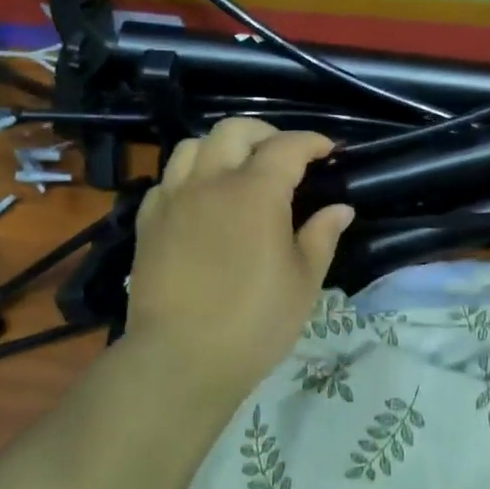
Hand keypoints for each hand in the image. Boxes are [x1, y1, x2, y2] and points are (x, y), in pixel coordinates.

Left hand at [125, 119, 354, 407]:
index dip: (312, 142)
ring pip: (193, 146)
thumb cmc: (256, 321)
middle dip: (265, 134)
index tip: (328, 152)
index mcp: (256, 191)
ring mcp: (174, 199)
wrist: (181, 358)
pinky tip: (201, 201)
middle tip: (285, 157)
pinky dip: (189, 177)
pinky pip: (168, 180)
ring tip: (238, 171)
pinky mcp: (148, 222)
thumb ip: (322, 235)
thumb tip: (340, 209)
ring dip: (221, 148)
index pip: (287, 146)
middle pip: (234, 130)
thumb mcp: (304, 281)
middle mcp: (211, 182)